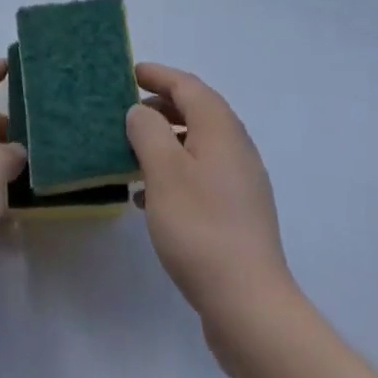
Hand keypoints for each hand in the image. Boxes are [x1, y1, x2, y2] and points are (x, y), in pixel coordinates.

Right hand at [127, 63, 292, 326]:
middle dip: (161, 107)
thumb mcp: (163, 171)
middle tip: (128, 112)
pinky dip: (176, 173)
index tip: (131, 73)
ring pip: (198, 145)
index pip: (187, 85)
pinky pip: (202, 175)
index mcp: (220, 126)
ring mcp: (241, 181)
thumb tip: (142, 112)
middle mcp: (235, 145)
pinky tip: (149, 199)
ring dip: (166, 142)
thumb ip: (148, 131)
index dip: (158, 75)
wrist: (249, 304)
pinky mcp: (238, 213)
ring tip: (132, 154)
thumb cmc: (200, 227)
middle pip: (196, 111)